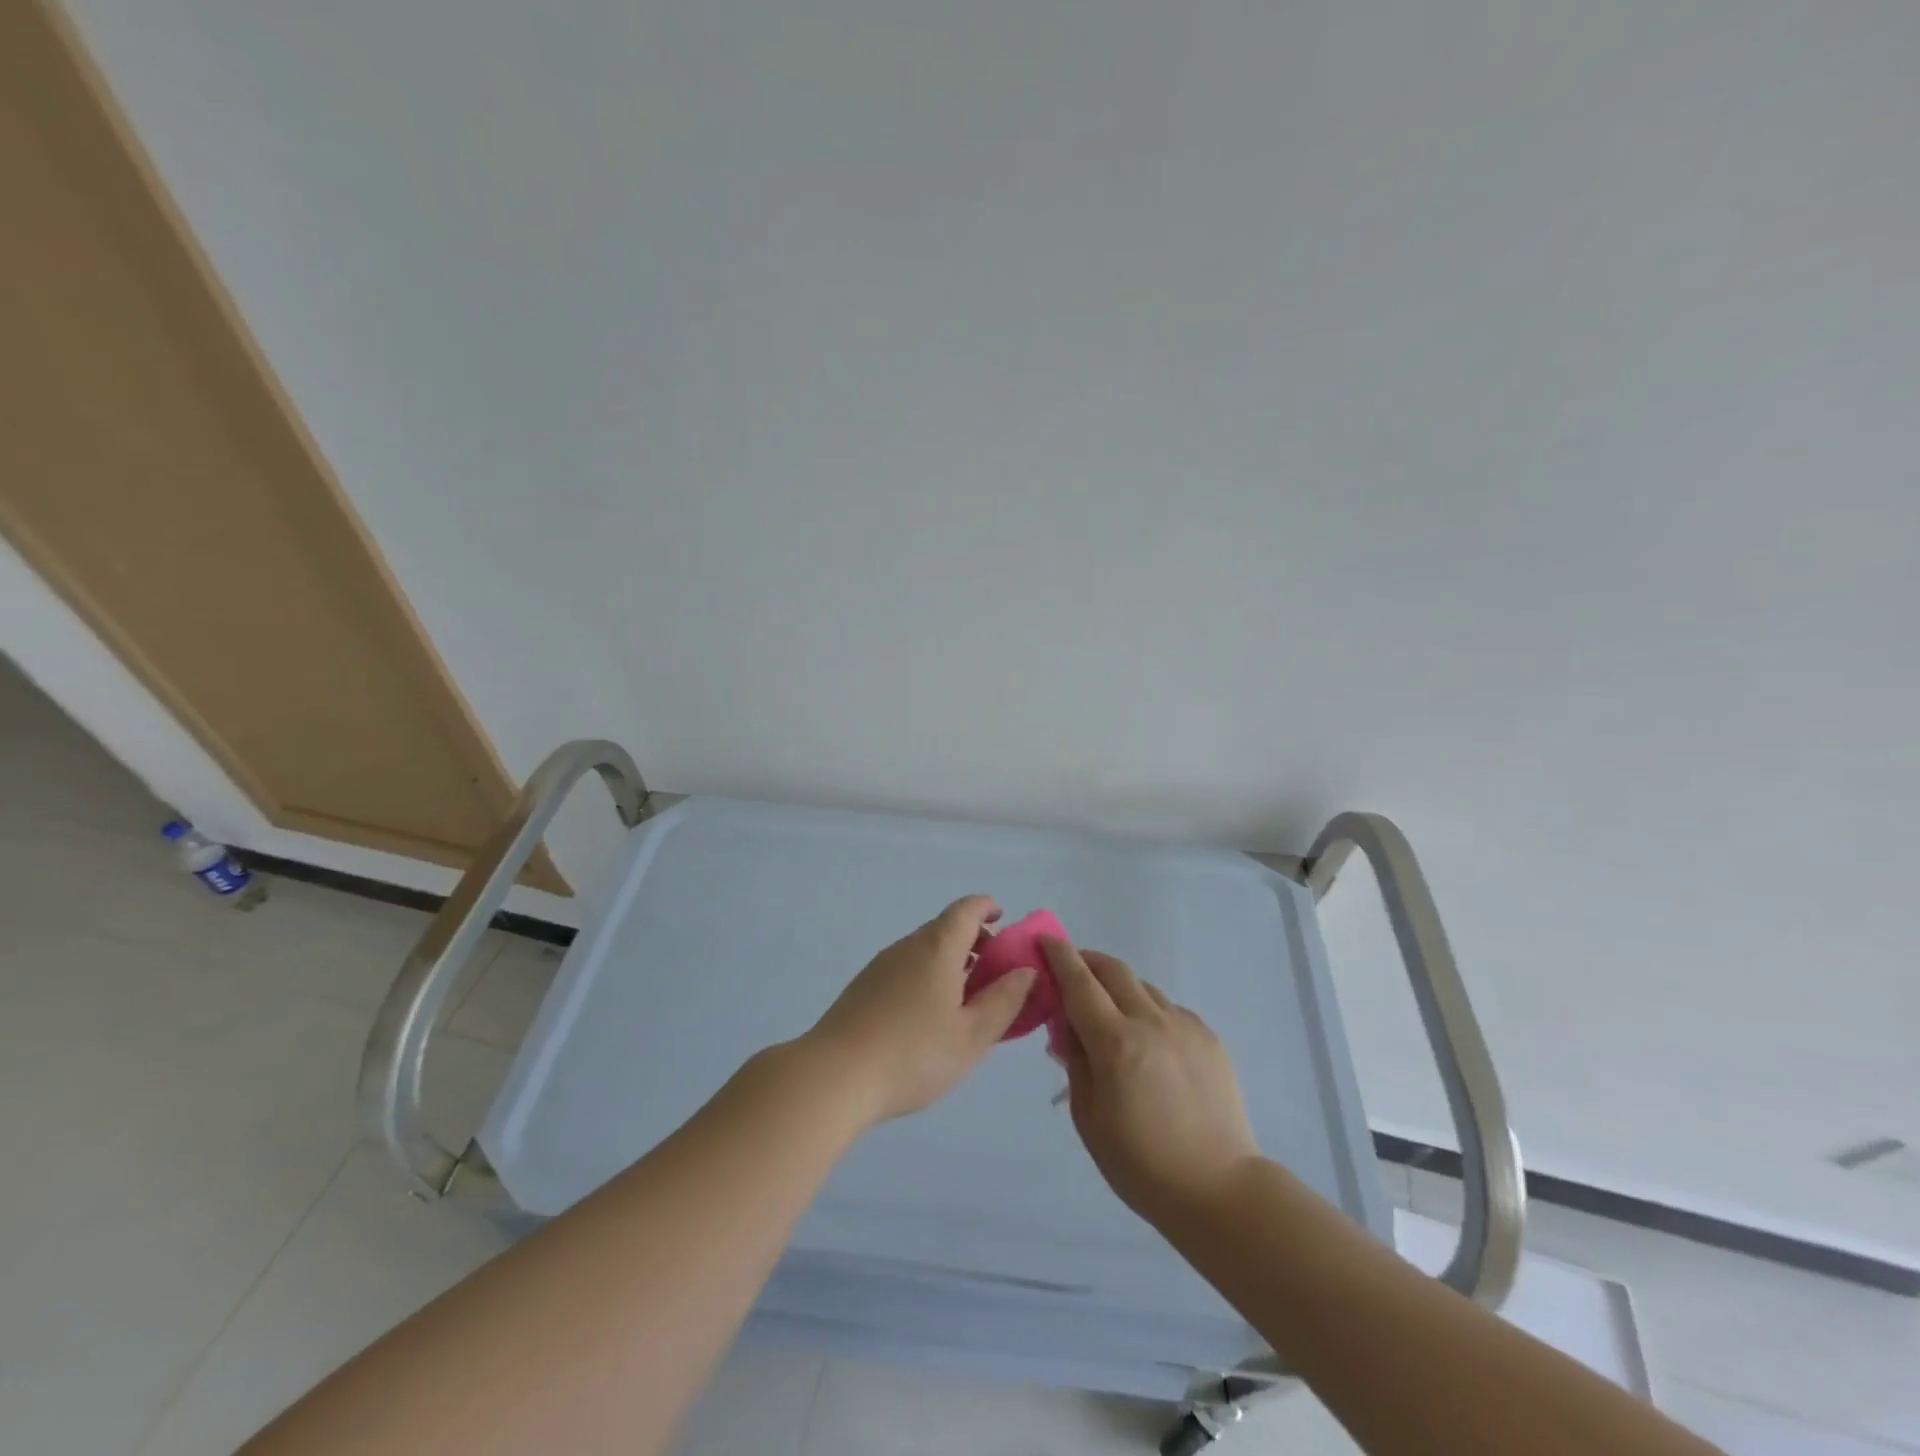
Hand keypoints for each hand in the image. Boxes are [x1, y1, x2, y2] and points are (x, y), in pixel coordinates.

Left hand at [803, 896, 1036, 1125]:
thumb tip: (1025, 970)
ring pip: (924, 950)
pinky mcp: (863, 987)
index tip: (1004, 922)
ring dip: (950, 962)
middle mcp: (908, 946)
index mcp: (938, 947)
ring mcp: (881, 965)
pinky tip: (928, 1017)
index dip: (988, 908)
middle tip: (994, 975)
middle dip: (974, 942)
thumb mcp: (972, 1035)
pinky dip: (927, 977)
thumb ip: (1004, 1000)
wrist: (835, 1076)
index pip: (967, 909)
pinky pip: (905, 968)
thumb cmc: (914, 1054)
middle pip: (945, 928)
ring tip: (965, 1002)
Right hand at [1045, 939, 1259, 1227]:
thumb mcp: (1088, 1117)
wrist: (1219, 1190)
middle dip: (1088, 960)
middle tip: (1072, 969)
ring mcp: (1185, 1026)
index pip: (1079, 982)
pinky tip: (1148, 1043)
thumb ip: (1075, 1061)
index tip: (1045, 939)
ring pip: (1144, 988)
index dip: (1059, 955)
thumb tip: (1068, 1025)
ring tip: (1110, 1013)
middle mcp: (1151, 1021)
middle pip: (1114, 970)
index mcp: (1116, 1042)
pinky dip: (1149, 1012)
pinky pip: (1170, 1010)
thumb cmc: (1140, 1164)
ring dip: (1119, 988)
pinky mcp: (1209, 1037)